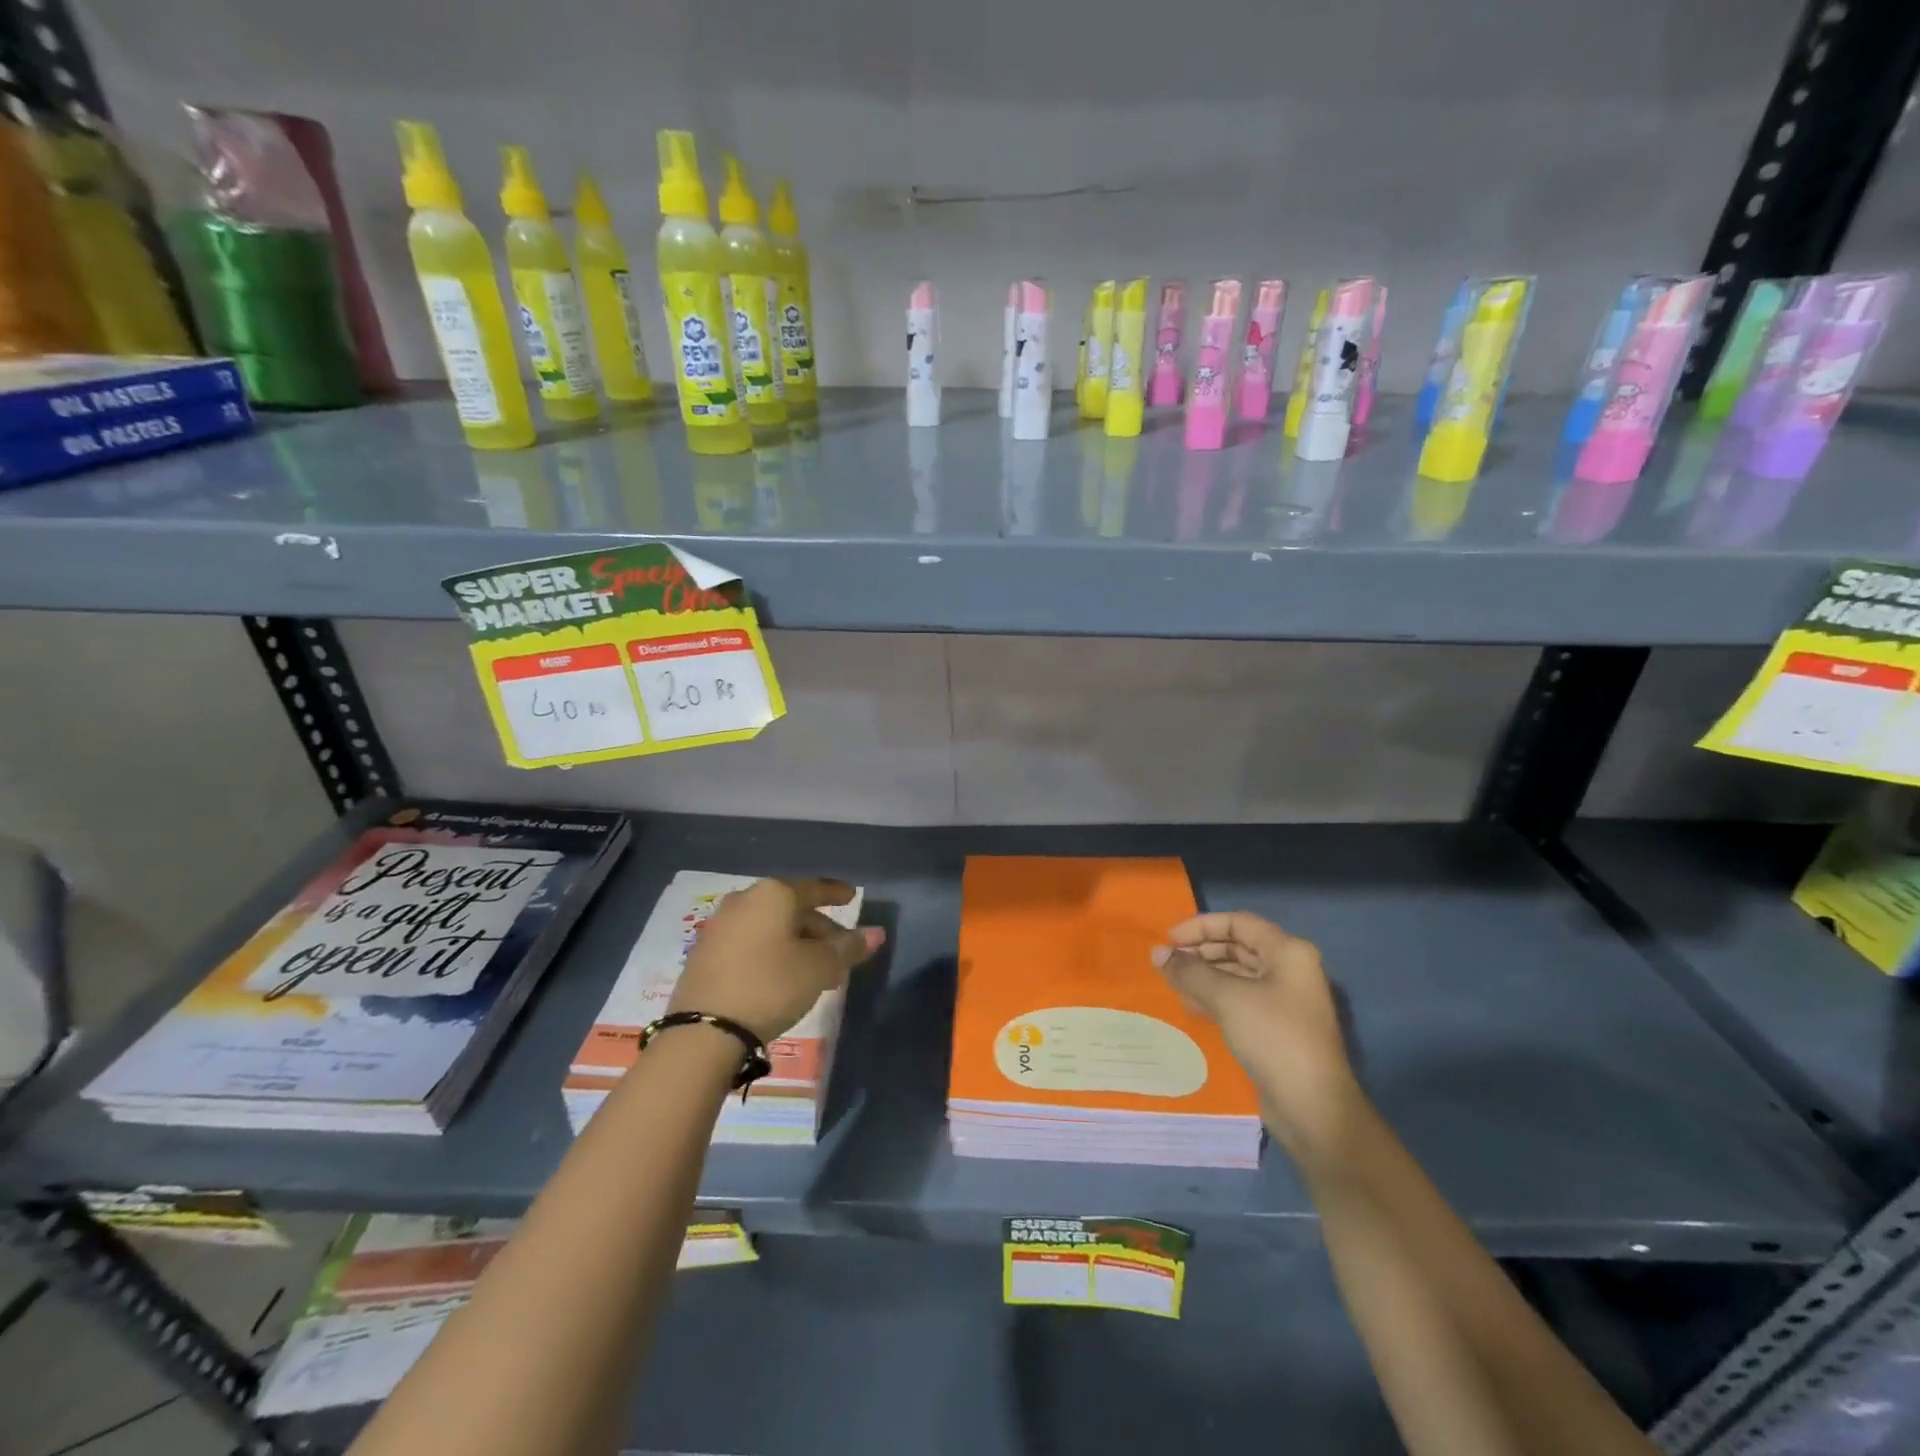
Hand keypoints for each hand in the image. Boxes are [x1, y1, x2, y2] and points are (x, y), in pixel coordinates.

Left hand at [672, 878, 884, 1042]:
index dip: (836, 893)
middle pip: (791, 909)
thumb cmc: (771, 986)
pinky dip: (771, 953)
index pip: (814, 888)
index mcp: (773, 894)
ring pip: (770, 928)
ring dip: (796, 944)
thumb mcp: (819, 968)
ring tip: (815, 971)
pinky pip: (749, 943)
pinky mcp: (705, 954)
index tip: (851, 896)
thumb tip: (876, 933)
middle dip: (818, 929)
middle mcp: (744, 901)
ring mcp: (720, 926)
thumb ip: (848, 947)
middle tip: (839, 951)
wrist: (704, 1031)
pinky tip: (782, 977)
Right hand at [1152, 911, 1359, 1158]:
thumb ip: (1189, 972)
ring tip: (1172, 983)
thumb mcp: (1227, 998)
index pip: (1238, 922)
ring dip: (1203, 975)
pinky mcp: (1275, 1027)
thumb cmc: (1274, 1038)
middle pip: (1237, 946)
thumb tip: (1157, 954)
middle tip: (1166, 963)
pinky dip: (1214, 997)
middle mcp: (1289, 969)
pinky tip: (1190, 1006)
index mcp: (1288, 952)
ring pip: (1236, 974)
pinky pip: (1239, 1000)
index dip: (1200, 927)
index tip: (1169, 941)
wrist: (1313, 1108)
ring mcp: (1284, 1000)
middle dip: (1200, 951)